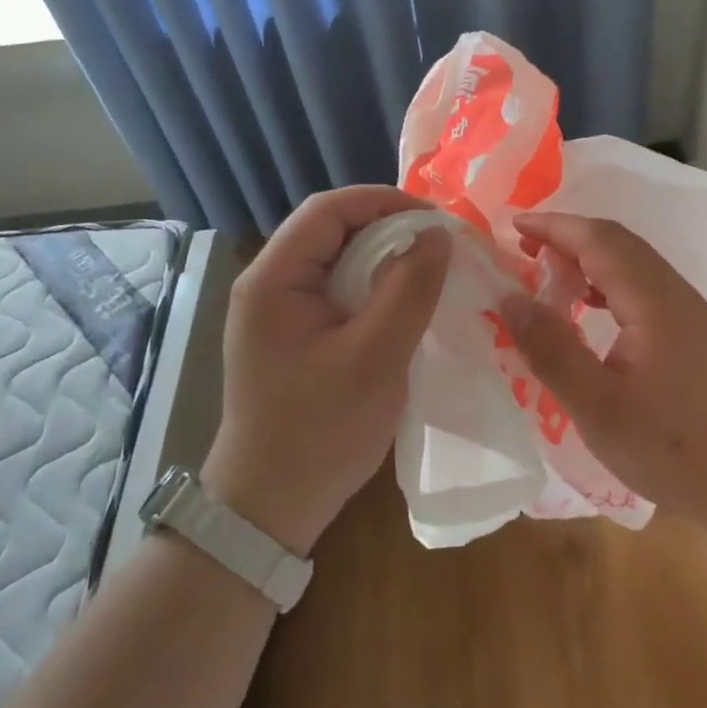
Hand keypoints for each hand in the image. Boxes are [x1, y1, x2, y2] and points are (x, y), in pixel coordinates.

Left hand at [204, 186, 450, 554]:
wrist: (269, 505)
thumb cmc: (320, 431)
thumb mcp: (376, 357)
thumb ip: (408, 290)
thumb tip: (437, 235)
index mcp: (273, 279)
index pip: (327, 209)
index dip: (383, 202)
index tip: (435, 220)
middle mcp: (267, 283)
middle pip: (330, 229)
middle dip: (387, 228)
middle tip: (438, 245)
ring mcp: (276, 309)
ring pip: (336, 258)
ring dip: (382, 257)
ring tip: (428, 269)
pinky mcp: (291, 332)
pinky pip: (335, 288)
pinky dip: (371, 285)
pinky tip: (401, 302)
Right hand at [499, 213, 706, 545]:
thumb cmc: (673, 448)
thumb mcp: (597, 407)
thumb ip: (551, 349)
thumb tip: (510, 299)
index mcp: (653, 300)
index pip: (597, 239)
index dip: (553, 226)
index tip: (512, 226)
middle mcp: (675, 292)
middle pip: (617, 242)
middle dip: (567, 236)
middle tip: (523, 248)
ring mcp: (690, 311)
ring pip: (633, 262)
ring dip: (588, 257)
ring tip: (548, 276)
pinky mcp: (695, 333)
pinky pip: (644, 286)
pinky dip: (607, 282)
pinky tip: (590, 310)